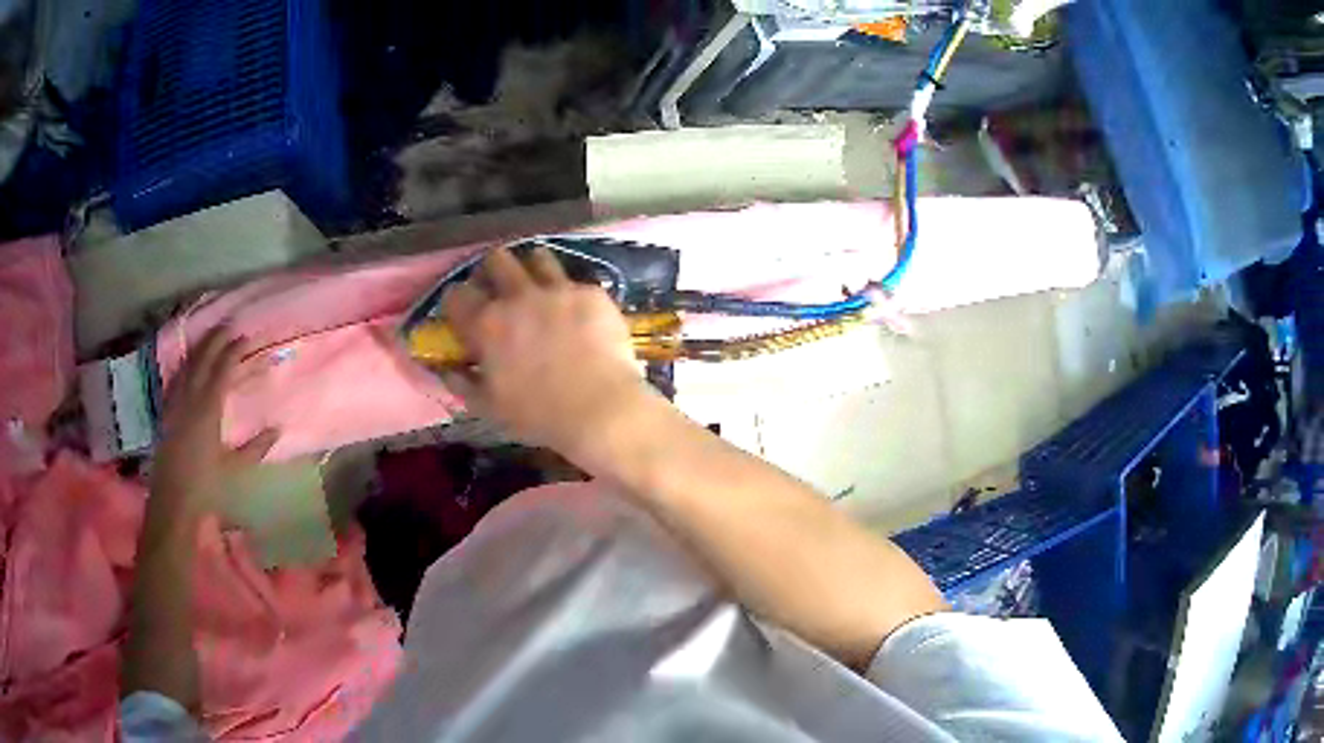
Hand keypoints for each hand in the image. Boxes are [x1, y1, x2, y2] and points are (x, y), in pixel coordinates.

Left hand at [150, 328, 278, 521]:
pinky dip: (186, 366)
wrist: (174, 500)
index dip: (234, 350)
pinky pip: (176, 379)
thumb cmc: (207, 486)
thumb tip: (277, 429)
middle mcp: (190, 398)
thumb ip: (256, 448)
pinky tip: (188, 366)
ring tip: (209, 338)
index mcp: (209, 408)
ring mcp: (175, 403)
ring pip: (187, 365)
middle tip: (228, 325)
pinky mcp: (166, 412)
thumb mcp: (235, 469)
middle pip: (202, 359)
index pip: (222, 369)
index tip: (245, 337)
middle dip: (215, 339)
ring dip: (200, 349)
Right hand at [441, 246, 653, 458]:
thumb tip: (446, 369)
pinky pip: (575, 280)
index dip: (457, 300)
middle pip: (496, 260)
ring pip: (537, 257)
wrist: (600, 410)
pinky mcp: (591, 293)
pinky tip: (578, 311)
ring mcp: (557, 290)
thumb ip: (462, 384)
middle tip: (500, 289)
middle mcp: (518, 297)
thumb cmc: (538, 415)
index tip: (463, 310)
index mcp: (487, 324)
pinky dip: (570, 293)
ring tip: (539, 287)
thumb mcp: (489, 408)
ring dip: (532, 269)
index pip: (457, 294)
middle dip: (493, 271)